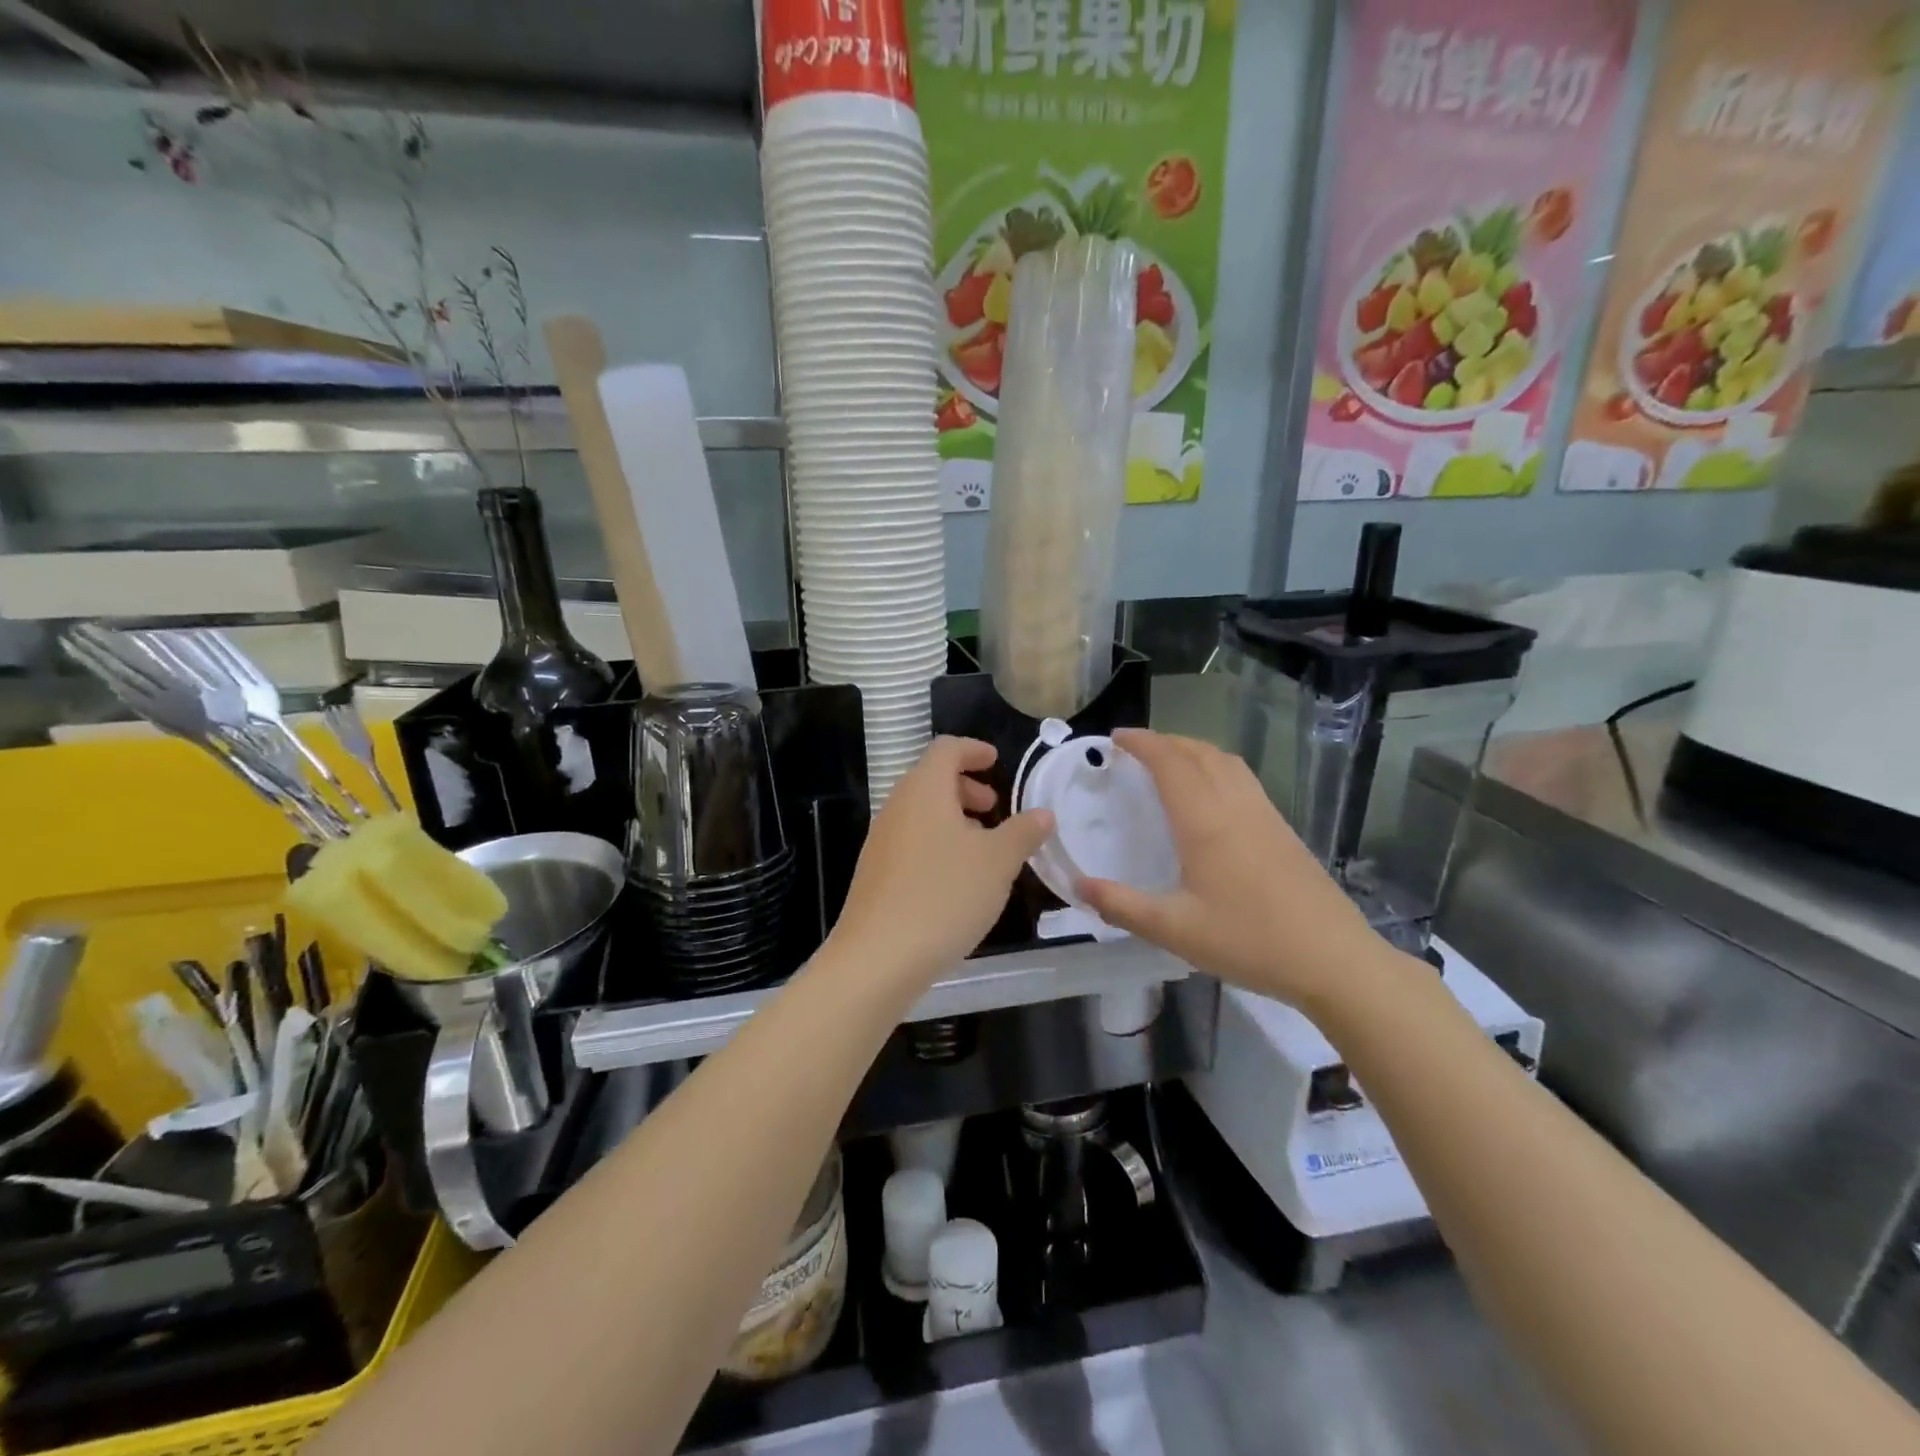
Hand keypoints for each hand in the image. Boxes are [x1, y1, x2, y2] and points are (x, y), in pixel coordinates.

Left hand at [825, 737, 1053, 989]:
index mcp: (924, 790)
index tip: (996, 762)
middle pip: (931, 779)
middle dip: (966, 787)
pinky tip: (957, 879)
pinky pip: (911, 841)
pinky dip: (937, 843)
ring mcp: (881, 841)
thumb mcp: (998, 862)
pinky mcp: (876, 873)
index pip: (946, 749)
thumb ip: (1023, 832)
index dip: (974, 750)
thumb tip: (1042, 813)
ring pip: (921, 813)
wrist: (878, 957)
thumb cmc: (944, 895)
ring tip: (983, 847)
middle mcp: (897, 806)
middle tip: (994, 808)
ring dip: (953, 818)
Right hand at [1077, 729, 1374, 1006]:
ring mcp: (1265, 814)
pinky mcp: (1283, 829)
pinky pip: (1243, 779)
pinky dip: (1216, 767)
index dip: (1142, 743)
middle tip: (1134, 749)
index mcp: (1205, 821)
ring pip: (1226, 761)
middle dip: (1164, 741)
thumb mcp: (1174, 930)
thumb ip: (1122, 906)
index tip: (1115, 738)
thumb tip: (1077, 886)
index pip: (1170, 762)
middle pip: (1198, 752)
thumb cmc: (1249, 941)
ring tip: (1169, 762)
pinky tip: (1211, 795)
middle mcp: (1235, 806)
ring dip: (1193, 750)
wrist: (1334, 959)